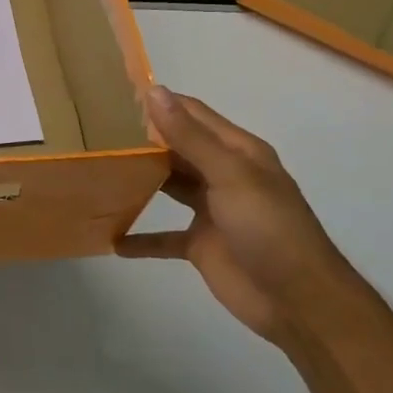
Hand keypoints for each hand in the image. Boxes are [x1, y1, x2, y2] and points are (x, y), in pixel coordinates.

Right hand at [117, 85, 359, 344]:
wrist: (298, 301)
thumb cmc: (268, 228)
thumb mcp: (229, 175)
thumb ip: (190, 136)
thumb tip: (154, 91)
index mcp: (237, 151)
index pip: (192, 114)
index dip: (159, 103)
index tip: (114, 95)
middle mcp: (223, 175)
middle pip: (176, 149)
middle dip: (142, 140)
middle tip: (94, 132)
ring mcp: (211, 211)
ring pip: (168, 187)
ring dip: (138, 181)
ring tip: (96, 171)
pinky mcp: (200, 245)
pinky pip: (163, 238)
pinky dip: (140, 238)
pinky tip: (111, 238)